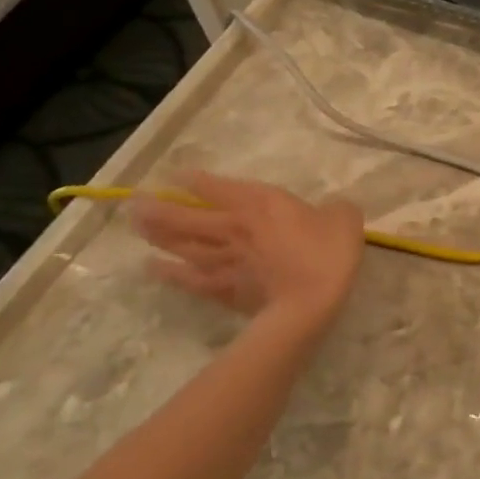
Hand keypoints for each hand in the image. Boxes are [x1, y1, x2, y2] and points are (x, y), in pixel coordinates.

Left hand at [133, 170, 364, 329]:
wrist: (309, 302)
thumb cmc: (327, 253)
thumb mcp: (344, 218)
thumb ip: (335, 208)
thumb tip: (331, 209)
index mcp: (262, 203)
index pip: (219, 187)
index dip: (195, 180)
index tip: (174, 175)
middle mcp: (235, 226)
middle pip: (188, 215)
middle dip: (160, 207)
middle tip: (135, 202)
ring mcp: (225, 259)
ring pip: (182, 243)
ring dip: (158, 234)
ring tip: (138, 226)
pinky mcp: (223, 289)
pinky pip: (189, 278)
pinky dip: (169, 273)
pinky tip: (153, 268)